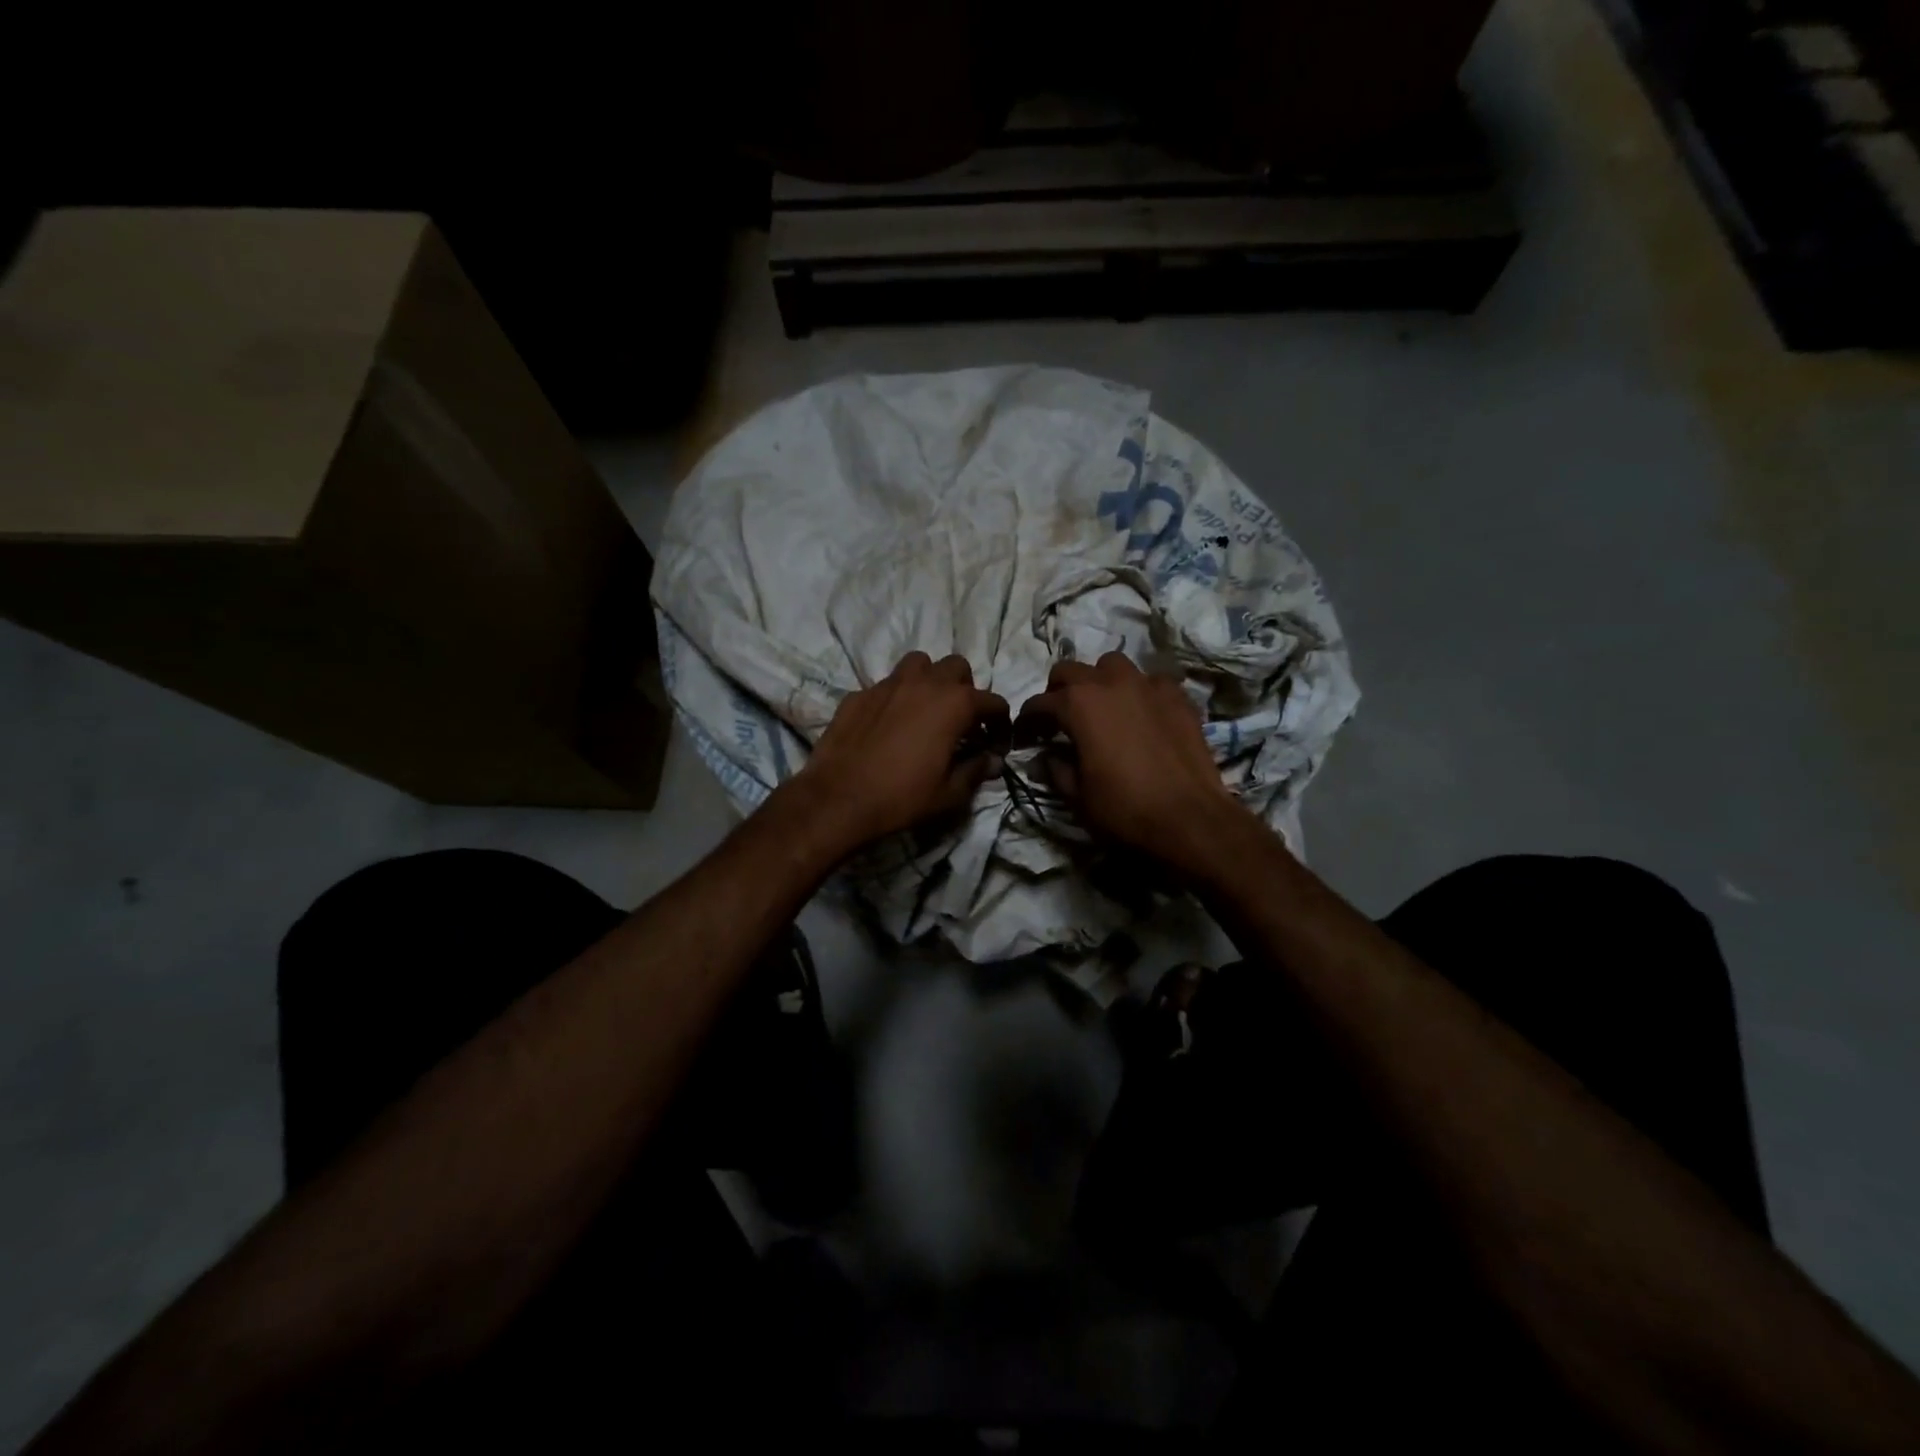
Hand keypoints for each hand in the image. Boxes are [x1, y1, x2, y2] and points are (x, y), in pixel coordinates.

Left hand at [789, 652, 1008, 853]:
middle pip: (956, 667)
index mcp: (954, 704)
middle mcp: (924, 683)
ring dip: (929, 680)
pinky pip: (885, 685)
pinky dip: (895, 698)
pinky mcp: (859, 694)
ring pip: (918, 664)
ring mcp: (888, 684)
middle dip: (965, 688)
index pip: (992, 701)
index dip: (1000, 722)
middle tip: (960, 719)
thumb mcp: (949, 793)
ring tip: (925, 708)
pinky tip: (888, 724)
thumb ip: (976, 771)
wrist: (838, 799)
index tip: (996, 742)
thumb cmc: (902, 797)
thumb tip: (994, 761)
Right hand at [1015, 652, 1244, 872]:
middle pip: (1070, 670)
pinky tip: (1141, 714)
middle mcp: (1110, 682)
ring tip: (1101, 707)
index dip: (1027, 720)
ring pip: (1112, 665)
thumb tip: (1042, 757)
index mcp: (1078, 704)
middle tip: (1059, 719)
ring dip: (1099, 681)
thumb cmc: (1125, 809)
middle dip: (1058, 691)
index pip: (1040, 703)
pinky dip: (1138, 692)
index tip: (1025, 736)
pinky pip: (1149, 681)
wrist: (1190, 819)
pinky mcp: (1177, 696)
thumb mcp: (1077, 796)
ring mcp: (1147, 685)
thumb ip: (1055, 769)